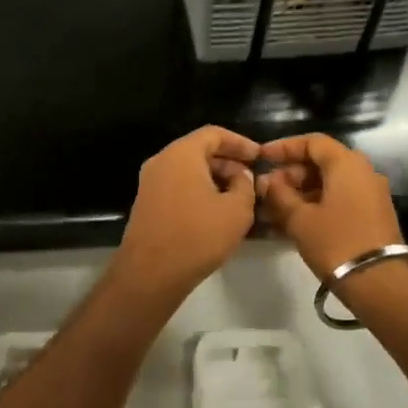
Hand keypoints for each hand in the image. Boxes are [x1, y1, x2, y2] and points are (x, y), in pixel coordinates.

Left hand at [113, 126, 260, 298]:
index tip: (260, 156)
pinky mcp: (148, 205)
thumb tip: (240, 176)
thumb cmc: (198, 235)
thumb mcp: (237, 210)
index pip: (214, 134)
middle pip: (199, 151)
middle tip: (251, 180)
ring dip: (215, 179)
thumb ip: (245, 185)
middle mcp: (161, 162)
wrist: (151, 274)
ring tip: (239, 198)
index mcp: (181, 154)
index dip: (240, 142)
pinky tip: (217, 213)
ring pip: (188, 171)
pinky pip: (178, 187)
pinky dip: (199, 192)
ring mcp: (150, 184)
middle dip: (228, 162)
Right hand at [255, 133, 405, 281]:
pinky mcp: (372, 216)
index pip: (312, 142)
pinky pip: (339, 200)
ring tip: (274, 210)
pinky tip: (293, 222)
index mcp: (347, 164)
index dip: (284, 147)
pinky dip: (316, 205)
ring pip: (329, 183)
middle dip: (290, 174)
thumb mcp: (300, 218)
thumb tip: (267, 181)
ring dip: (300, 193)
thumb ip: (279, 195)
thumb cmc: (336, 242)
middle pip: (321, 162)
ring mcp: (371, 194)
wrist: (379, 283)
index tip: (261, 158)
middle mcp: (363, 172)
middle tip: (266, 190)